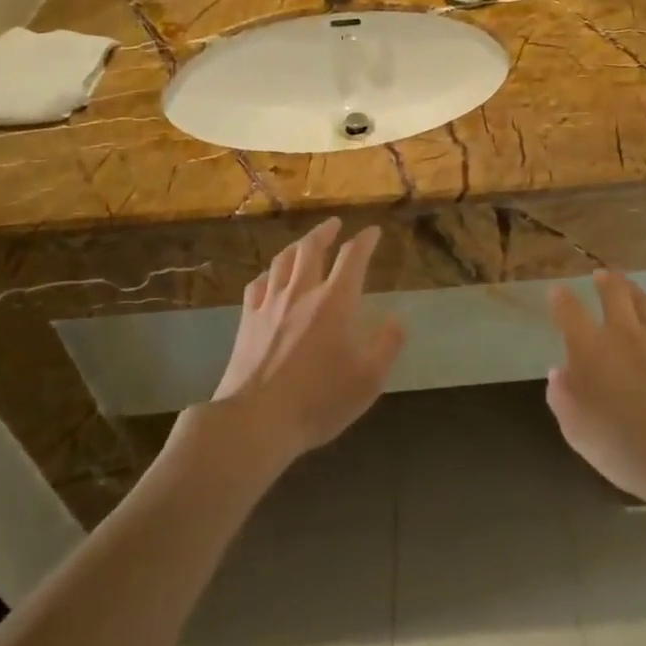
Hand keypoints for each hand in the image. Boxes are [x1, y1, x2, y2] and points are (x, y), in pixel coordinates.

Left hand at [213, 217, 403, 461]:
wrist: (256, 421)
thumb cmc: (319, 401)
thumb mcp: (368, 379)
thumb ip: (387, 345)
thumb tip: (398, 319)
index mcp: (335, 302)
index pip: (353, 257)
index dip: (365, 241)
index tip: (373, 232)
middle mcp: (302, 292)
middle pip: (311, 248)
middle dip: (325, 232)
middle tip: (334, 224)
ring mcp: (270, 304)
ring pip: (282, 261)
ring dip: (296, 246)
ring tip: (304, 243)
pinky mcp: (247, 321)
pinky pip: (257, 284)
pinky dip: (269, 273)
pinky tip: (270, 277)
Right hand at [546, 272, 645, 510]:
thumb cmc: (621, 447)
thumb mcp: (575, 430)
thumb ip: (562, 396)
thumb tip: (558, 372)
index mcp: (590, 348)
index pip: (570, 312)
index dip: (560, 299)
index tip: (556, 292)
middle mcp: (622, 332)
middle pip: (613, 292)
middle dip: (604, 280)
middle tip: (599, 275)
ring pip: (644, 300)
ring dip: (631, 288)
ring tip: (626, 285)